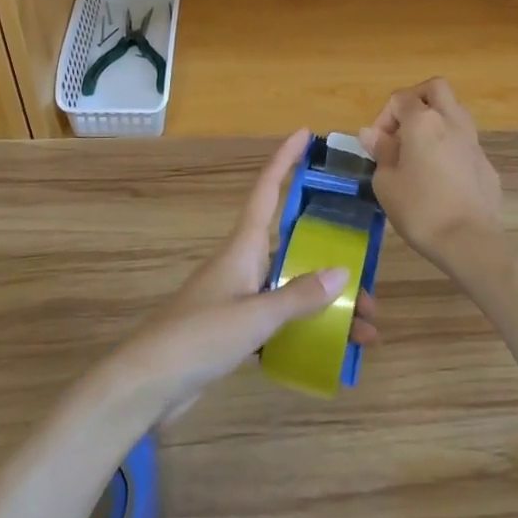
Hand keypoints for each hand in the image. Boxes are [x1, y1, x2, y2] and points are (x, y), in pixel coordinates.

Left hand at [108, 129, 379, 426]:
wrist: (148, 384)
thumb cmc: (199, 337)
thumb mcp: (254, 316)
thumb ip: (298, 295)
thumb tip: (342, 271)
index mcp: (243, 247)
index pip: (268, 190)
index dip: (285, 159)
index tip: (306, 134)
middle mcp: (243, 264)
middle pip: (295, 246)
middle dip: (333, 256)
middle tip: (369, 273)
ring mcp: (238, 298)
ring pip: (293, 287)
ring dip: (328, 303)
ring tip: (367, 328)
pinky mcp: (235, 330)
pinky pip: (282, 320)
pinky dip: (308, 329)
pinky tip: (335, 349)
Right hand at [359, 79, 502, 263]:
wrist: (469, 240)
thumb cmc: (420, 209)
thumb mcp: (386, 182)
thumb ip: (380, 152)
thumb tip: (371, 134)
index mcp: (423, 121)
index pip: (400, 98)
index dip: (383, 116)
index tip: (378, 145)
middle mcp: (452, 121)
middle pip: (435, 89)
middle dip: (415, 100)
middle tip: (402, 128)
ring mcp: (473, 142)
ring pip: (454, 112)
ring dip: (435, 121)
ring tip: (419, 152)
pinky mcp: (486, 164)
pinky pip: (464, 142)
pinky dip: (449, 147)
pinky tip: (440, 177)